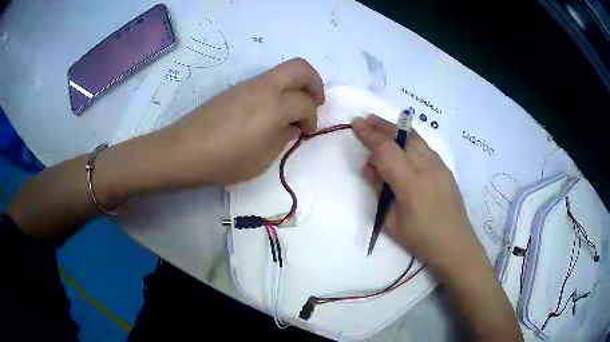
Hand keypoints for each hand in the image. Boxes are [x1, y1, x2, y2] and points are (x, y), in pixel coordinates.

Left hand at [159, 58, 324, 186]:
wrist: (184, 151)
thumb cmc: (225, 161)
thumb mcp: (262, 158)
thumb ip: (283, 138)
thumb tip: (291, 125)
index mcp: (274, 106)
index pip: (305, 103)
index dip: (312, 118)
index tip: (306, 132)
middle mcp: (264, 87)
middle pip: (300, 68)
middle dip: (314, 83)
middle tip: (315, 103)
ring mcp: (247, 85)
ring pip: (282, 72)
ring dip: (295, 86)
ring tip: (292, 110)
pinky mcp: (235, 89)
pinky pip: (266, 82)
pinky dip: (278, 91)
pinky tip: (269, 112)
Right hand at [353, 116, 522, 340]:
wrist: (455, 244)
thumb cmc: (421, 239)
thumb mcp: (391, 222)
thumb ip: (380, 192)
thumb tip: (373, 169)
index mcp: (410, 183)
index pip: (386, 150)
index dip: (369, 136)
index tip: (355, 125)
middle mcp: (427, 167)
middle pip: (402, 136)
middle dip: (381, 125)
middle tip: (365, 119)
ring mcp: (439, 165)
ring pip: (415, 137)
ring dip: (395, 129)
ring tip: (380, 124)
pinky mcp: (445, 168)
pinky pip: (424, 146)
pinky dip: (409, 138)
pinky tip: (402, 141)